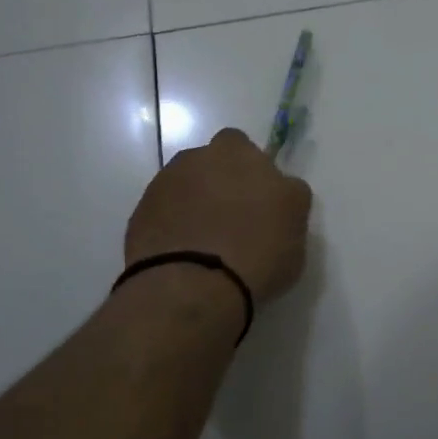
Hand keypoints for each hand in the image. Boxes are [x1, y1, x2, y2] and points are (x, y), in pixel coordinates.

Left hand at [125, 128, 313, 303]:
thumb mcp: (296, 235)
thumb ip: (286, 206)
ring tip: (204, 240)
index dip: (256, 176)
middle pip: (214, 160)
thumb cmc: (257, 256)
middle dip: (222, 179)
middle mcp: (204, 158)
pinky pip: (164, 209)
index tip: (261, 205)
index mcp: (244, 155)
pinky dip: (172, 223)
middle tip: (232, 217)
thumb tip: (276, 200)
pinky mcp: (141, 210)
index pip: (252, 152)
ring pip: (186, 182)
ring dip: (194, 199)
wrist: (191, 285)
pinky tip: (182, 252)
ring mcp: (168, 181)